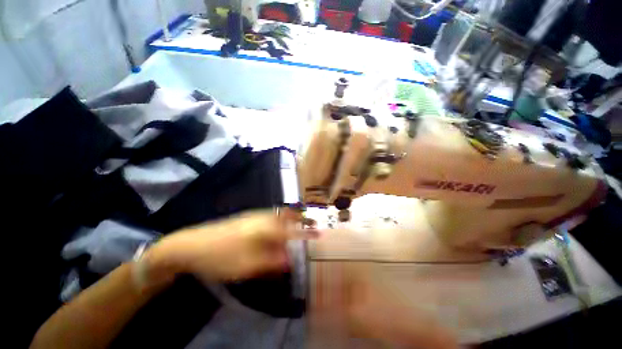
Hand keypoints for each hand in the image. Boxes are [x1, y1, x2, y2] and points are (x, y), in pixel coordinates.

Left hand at [145, 209, 316, 282]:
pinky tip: (279, 224)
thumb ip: (271, 260)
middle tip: (311, 222)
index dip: (306, 232)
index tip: (319, 232)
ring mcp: (254, 215)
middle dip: (301, 217)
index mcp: (265, 229)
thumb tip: (290, 258)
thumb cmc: (220, 257)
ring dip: (291, 216)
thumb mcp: (247, 265)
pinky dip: (280, 217)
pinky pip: (271, 215)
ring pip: (279, 213)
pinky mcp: (247, 218)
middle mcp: (263, 218)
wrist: (191, 244)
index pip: (292, 229)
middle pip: (287, 215)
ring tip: (300, 221)